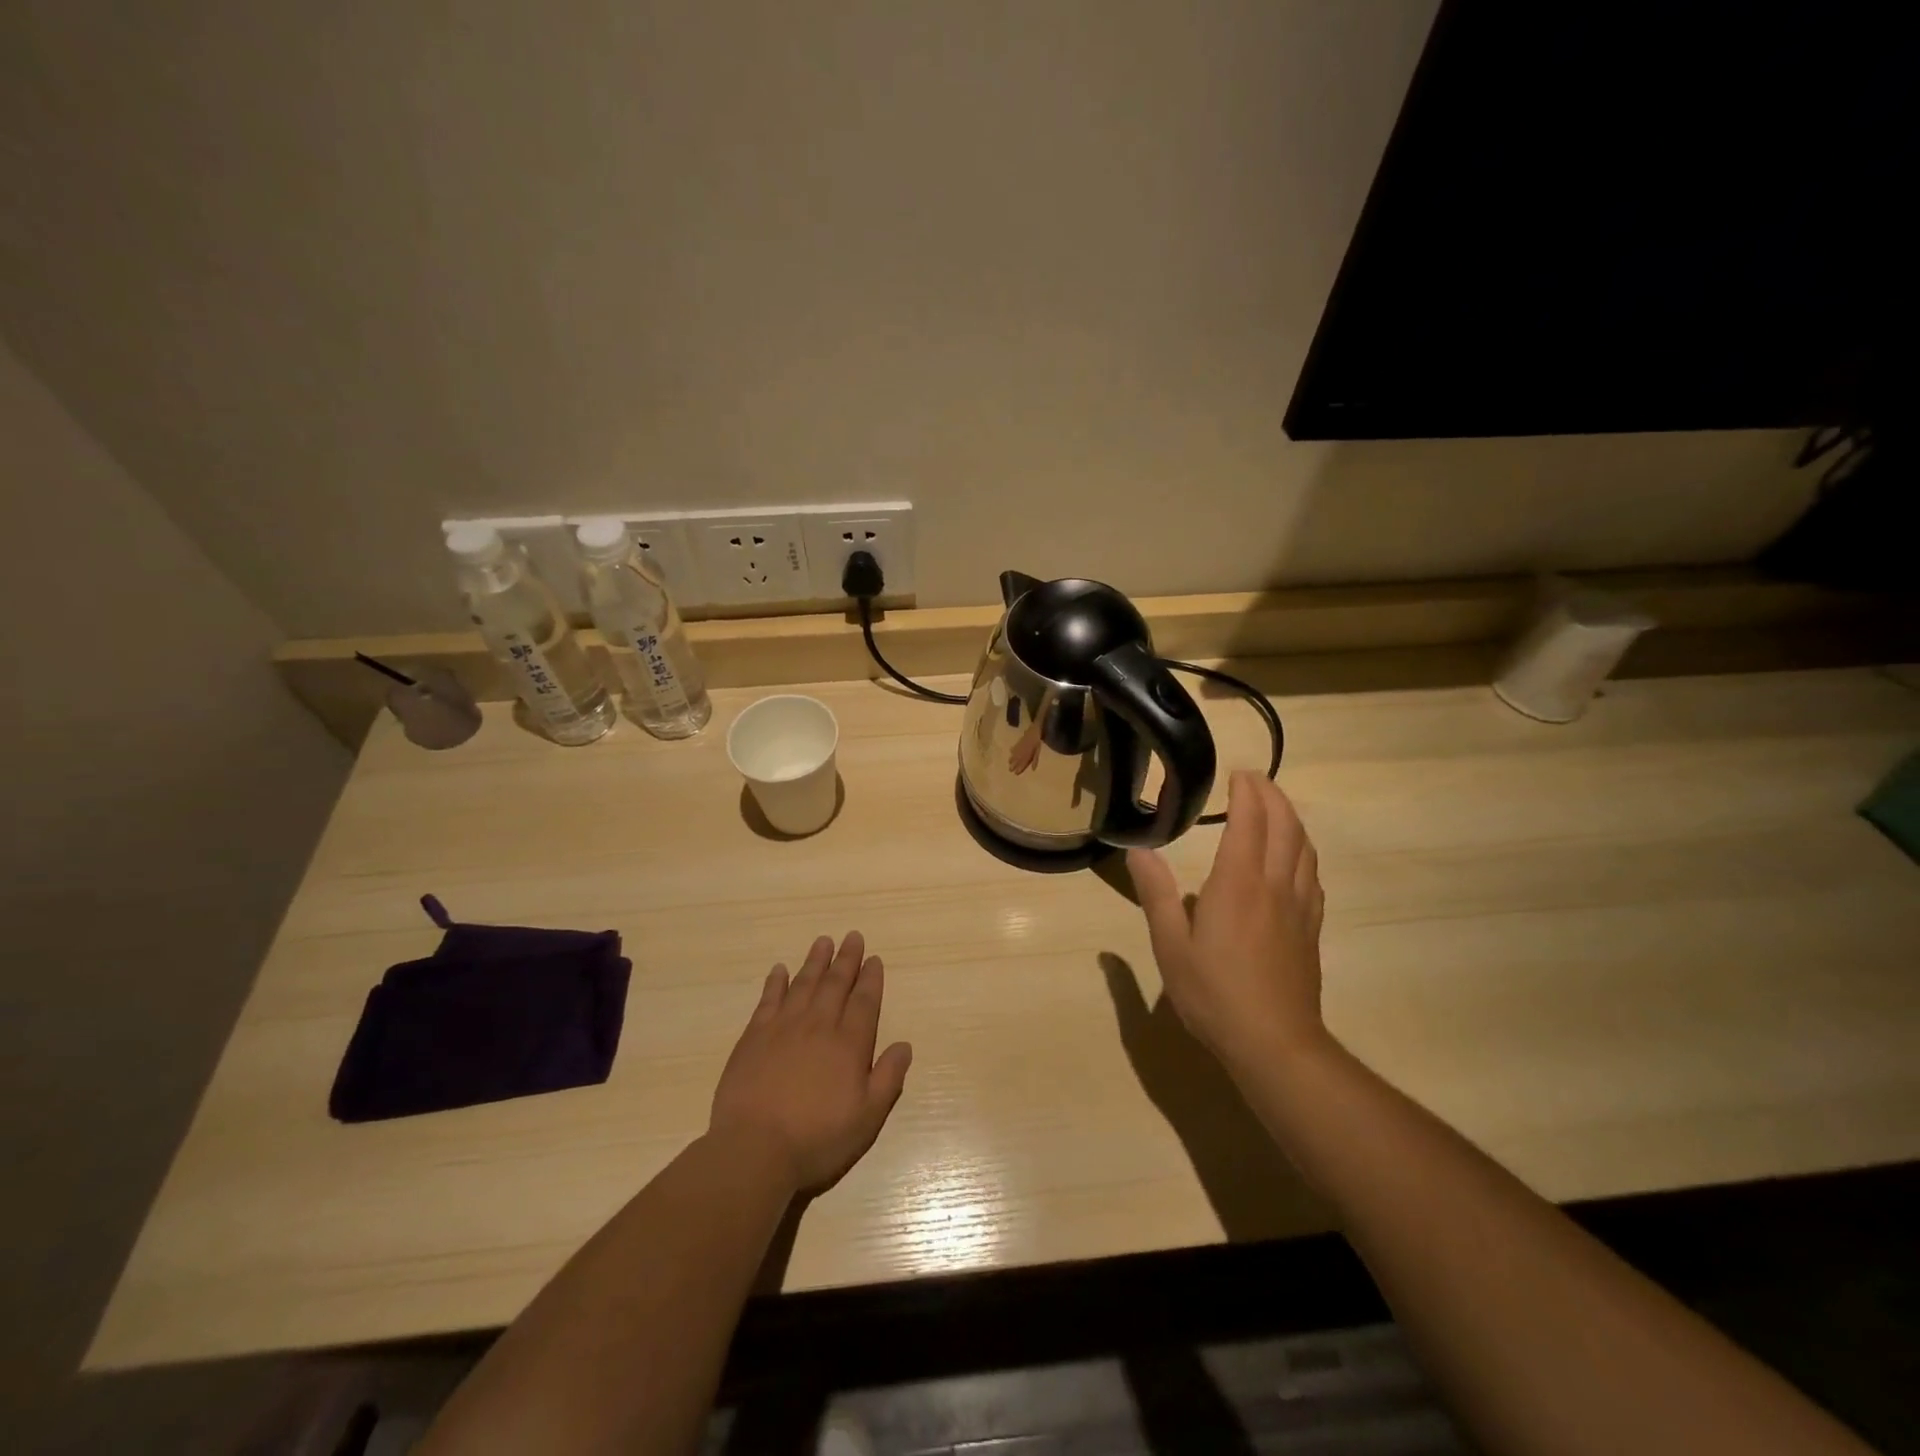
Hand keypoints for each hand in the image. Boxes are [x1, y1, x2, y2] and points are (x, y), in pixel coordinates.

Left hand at [709, 932, 912, 1193]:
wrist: (754, 1150)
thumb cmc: (817, 1139)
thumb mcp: (867, 1118)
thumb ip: (888, 1078)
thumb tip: (904, 1045)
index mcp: (849, 1044)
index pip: (864, 1002)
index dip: (871, 979)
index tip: (874, 959)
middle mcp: (819, 1026)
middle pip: (835, 984)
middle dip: (847, 959)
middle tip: (853, 936)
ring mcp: (783, 1028)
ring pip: (804, 984)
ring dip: (815, 961)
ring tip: (823, 941)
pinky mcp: (754, 1037)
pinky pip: (768, 999)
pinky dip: (776, 982)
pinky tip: (780, 970)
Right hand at [1126, 772, 1328, 1078]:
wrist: (1275, 1043)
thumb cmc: (1214, 993)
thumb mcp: (1170, 945)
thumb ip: (1156, 894)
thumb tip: (1139, 851)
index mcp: (1238, 883)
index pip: (1249, 821)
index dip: (1248, 792)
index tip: (1239, 773)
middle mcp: (1274, 885)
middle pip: (1285, 826)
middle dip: (1273, 796)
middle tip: (1257, 780)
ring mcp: (1299, 907)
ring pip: (1304, 848)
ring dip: (1292, 819)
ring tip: (1277, 808)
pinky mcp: (1311, 929)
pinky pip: (1312, 876)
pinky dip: (1303, 852)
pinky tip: (1295, 859)